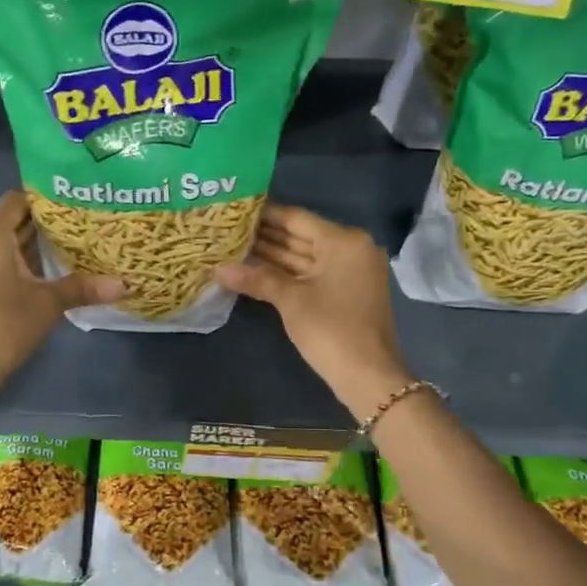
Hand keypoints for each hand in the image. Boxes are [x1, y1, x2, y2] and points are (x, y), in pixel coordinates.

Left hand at [0, 191, 122, 392]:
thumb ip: (83, 288)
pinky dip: (9, 263)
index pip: (17, 200)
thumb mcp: (47, 305)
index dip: (45, 202)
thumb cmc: (2, 327)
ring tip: (62, 254)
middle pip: (8, 222)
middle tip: (77, 232)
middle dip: (40, 227)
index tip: (73, 209)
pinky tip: (35, 278)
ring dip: (25, 248)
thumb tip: (125, 284)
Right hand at [216, 203, 412, 423]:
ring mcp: (350, 272)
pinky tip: (255, 271)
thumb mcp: (290, 300)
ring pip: (304, 256)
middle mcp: (350, 249)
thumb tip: (218, 269)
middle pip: (301, 236)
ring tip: (234, 248)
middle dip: (265, 236)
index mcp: (343, 241)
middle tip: (227, 229)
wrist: (368, 376)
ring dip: (272, 256)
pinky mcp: (345, 292)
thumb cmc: (331, 329)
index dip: (265, 214)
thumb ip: (256, 279)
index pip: (296, 218)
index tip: (234, 210)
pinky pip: (311, 273)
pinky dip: (287, 273)